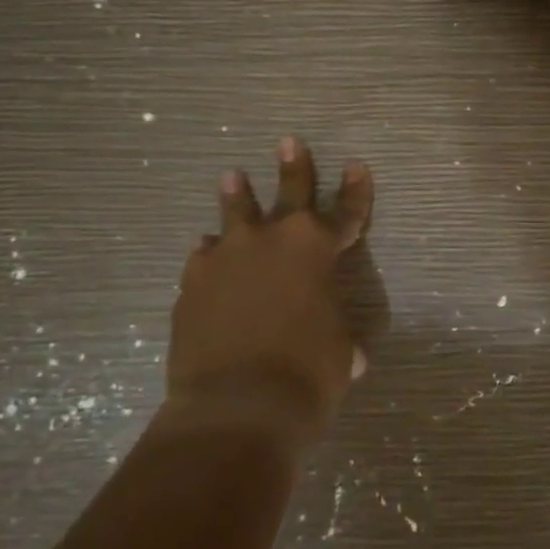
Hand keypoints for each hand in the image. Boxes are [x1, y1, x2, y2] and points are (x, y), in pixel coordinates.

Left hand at [165, 136, 374, 449]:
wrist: (238, 406)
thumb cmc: (307, 375)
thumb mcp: (339, 354)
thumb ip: (340, 338)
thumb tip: (351, 355)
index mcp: (316, 250)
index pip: (345, 213)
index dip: (355, 191)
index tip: (357, 166)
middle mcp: (271, 241)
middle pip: (287, 194)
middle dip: (293, 168)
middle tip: (288, 142)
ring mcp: (226, 258)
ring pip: (234, 214)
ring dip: (236, 195)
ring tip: (231, 175)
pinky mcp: (192, 283)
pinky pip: (203, 258)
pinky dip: (210, 255)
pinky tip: (206, 255)